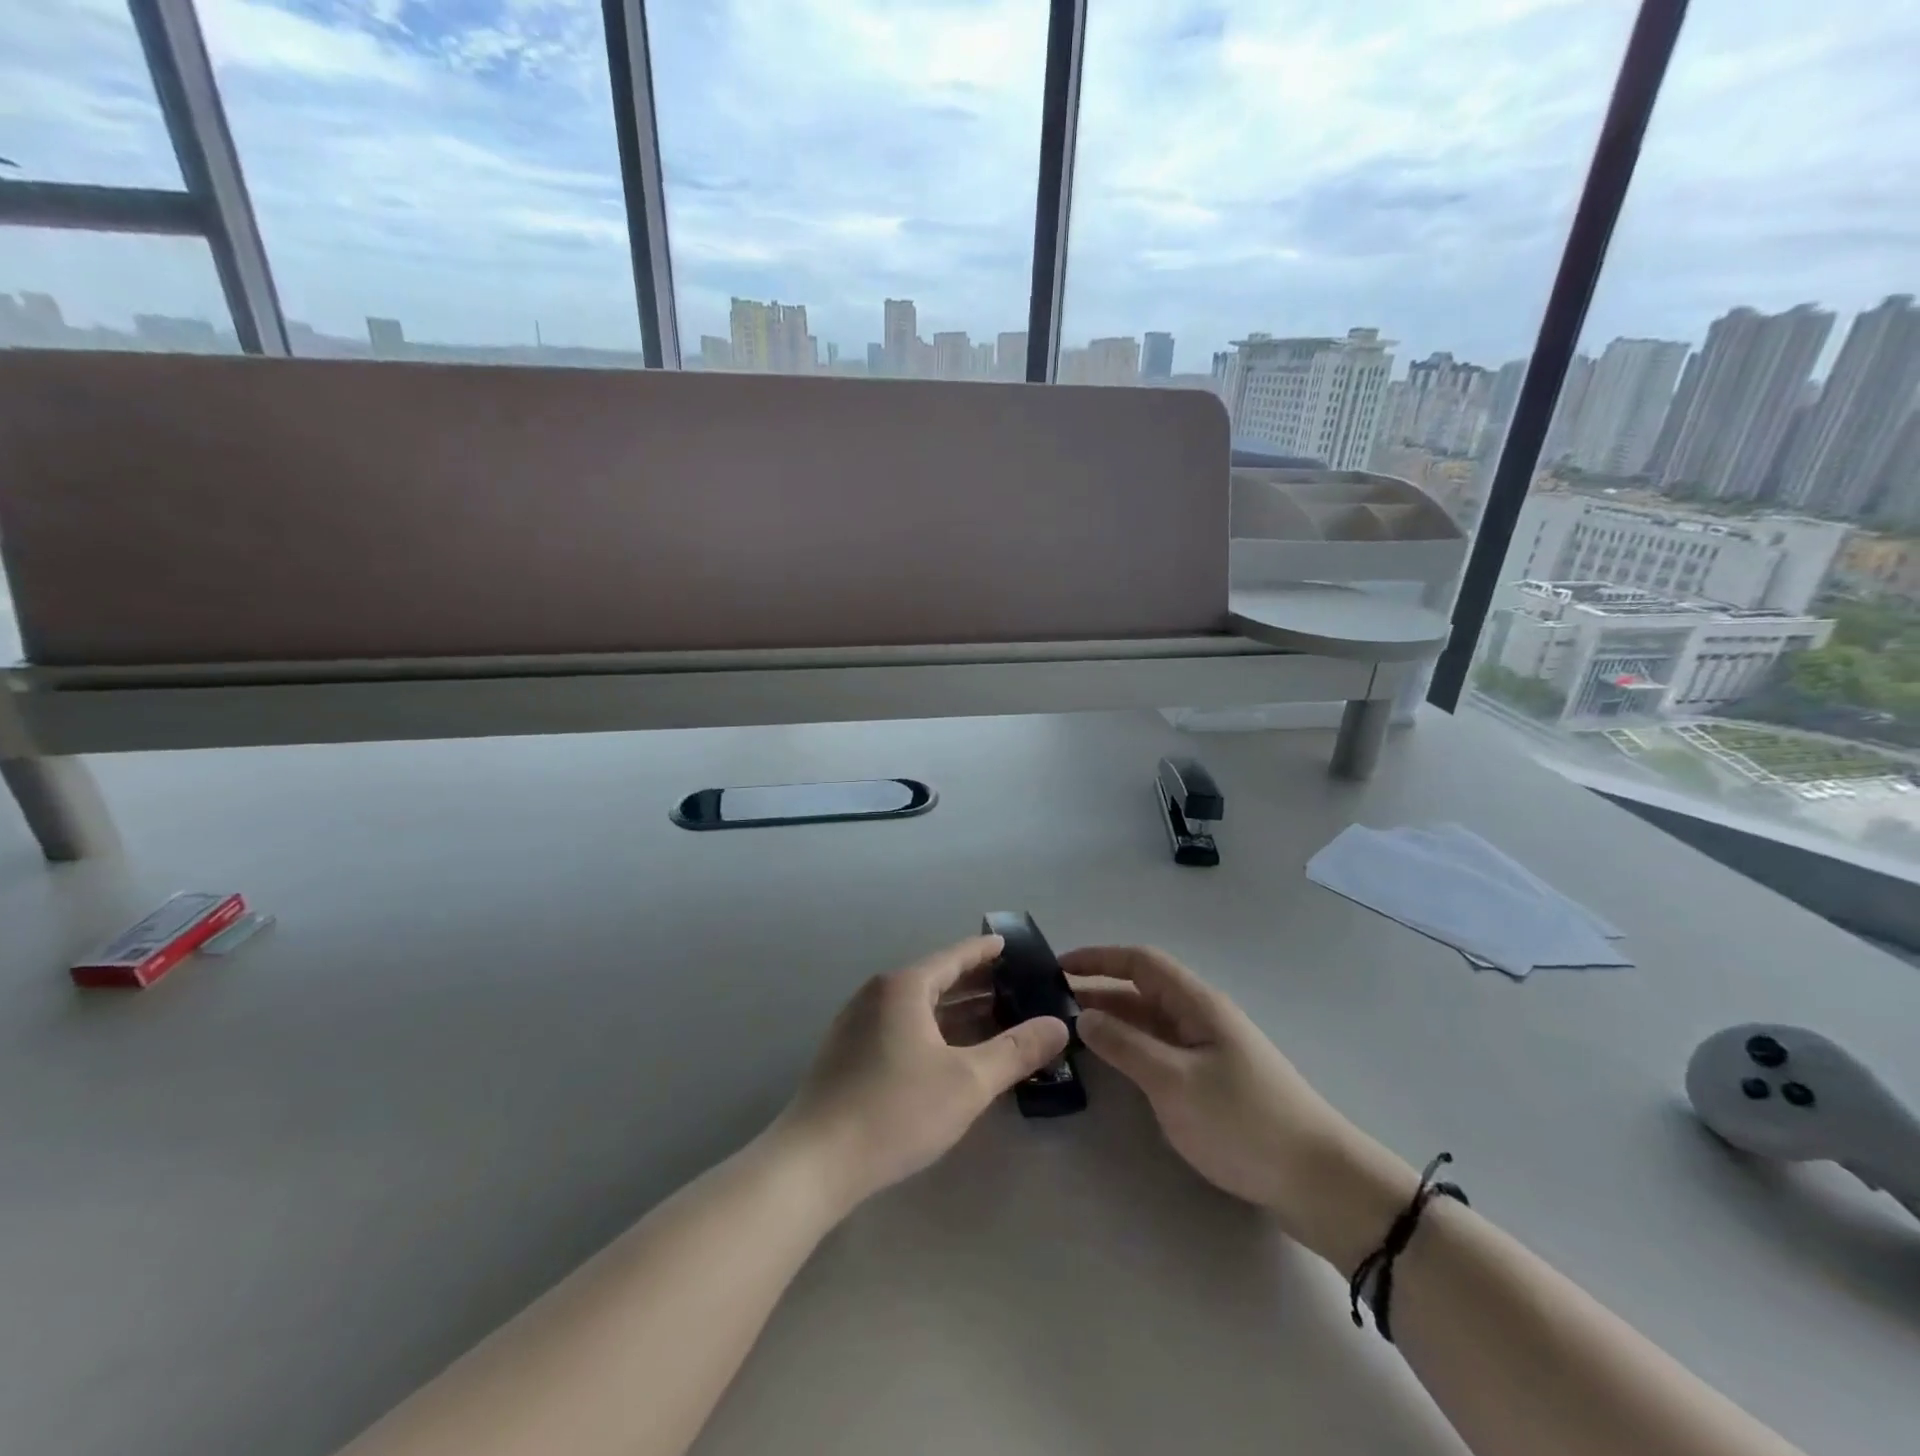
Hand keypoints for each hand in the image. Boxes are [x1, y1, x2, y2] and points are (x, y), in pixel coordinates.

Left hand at [775, 936, 1069, 1214]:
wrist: (814, 1162)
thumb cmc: (895, 1110)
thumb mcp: (968, 1082)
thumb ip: (1016, 1051)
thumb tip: (1058, 1025)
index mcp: (904, 987)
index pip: (954, 957)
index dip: (984, 951)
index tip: (1009, 944)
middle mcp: (878, 995)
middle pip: (936, 979)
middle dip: (975, 983)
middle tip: (1015, 985)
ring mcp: (858, 1024)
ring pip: (918, 1007)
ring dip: (956, 1010)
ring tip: (994, 1017)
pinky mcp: (848, 1053)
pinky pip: (902, 1027)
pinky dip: (933, 1030)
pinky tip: (952, 1053)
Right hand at [1063, 946, 1415, 1267]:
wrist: (1318, 1181)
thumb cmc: (1243, 1121)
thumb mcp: (1174, 1082)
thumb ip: (1125, 1046)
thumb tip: (1083, 1016)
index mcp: (1196, 1003)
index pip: (1139, 962)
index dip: (1098, 958)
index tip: (1057, 967)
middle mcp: (1201, 1016)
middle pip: (1142, 990)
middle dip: (1098, 991)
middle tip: (1051, 1006)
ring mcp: (1208, 1049)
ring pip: (1150, 1022)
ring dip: (1113, 1021)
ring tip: (1070, 1034)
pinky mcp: (1213, 1079)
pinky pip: (1161, 1049)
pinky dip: (1131, 1048)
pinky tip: (1112, 1065)